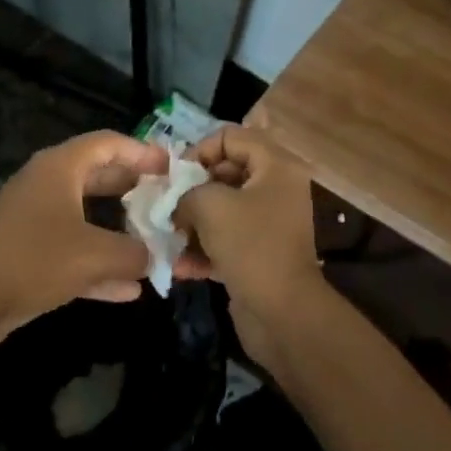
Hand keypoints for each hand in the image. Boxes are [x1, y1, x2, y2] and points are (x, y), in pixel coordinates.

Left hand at [0, 130, 168, 349]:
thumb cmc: (35, 260)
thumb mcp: (96, 255)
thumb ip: (135, 253)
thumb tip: (153, 256)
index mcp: (60, 167)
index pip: (108, 143)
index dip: (142, 151)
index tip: (170, 166)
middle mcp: (46, 184)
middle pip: (97, 175)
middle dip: (132, 188)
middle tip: (164, 199)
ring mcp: (32, 218)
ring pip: (85, 214)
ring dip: (117, 229)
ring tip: (152, 241)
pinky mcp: (25, 251)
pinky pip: (71, 248)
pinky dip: (97, 262)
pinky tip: (127, 290)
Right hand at [172, 125, 322, 367]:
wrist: (283, 313)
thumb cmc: (250, 245)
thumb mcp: (209, 205)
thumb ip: (186, 192)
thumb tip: (176, 203)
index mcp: (276, 166)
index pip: (231, 136)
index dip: (199, 150)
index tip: (176, 176)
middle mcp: (276, 188)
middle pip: (226, 172)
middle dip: (192, 189)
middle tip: (167, 206)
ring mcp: (269, 222)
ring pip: (223, 209)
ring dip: (193, 222)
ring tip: (169, 237)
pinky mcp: (260, 253)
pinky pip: (226, 239)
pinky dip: (204, 249)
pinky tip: (181, 266)